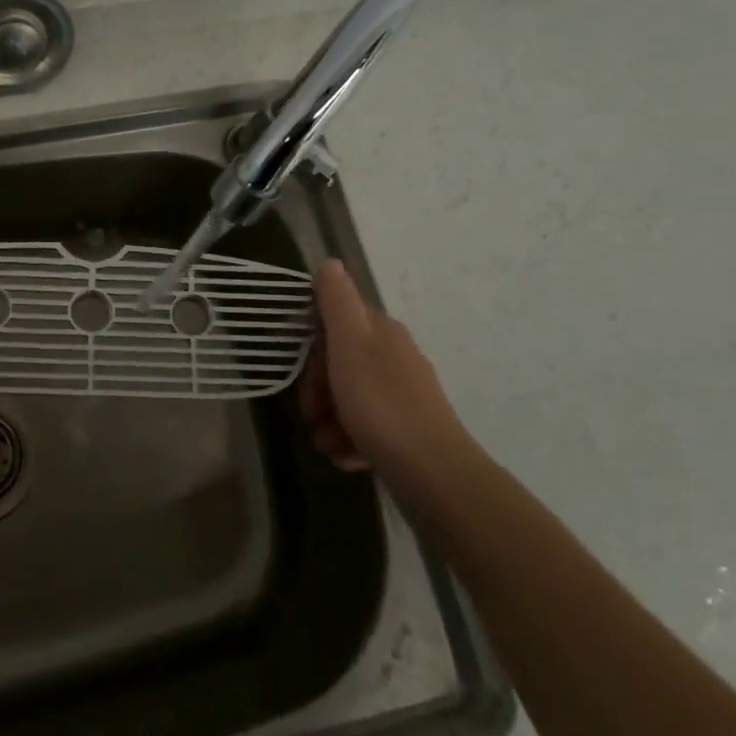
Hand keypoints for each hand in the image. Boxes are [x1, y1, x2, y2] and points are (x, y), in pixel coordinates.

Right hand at [298, 260, 483, 504]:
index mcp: (382, 332)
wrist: (433, 473)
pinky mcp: (407, 430)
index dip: (312, 345)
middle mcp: (395, 357)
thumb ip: (337, 302)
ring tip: (326, 444)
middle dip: (318, 388)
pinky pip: (367, 427)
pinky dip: (351, 440)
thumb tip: (330, 262)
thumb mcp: (350, 345)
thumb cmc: (381, 405)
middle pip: (340, 362)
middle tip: (310, 414)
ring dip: (330, 420)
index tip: (302, 371)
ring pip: (351, 397)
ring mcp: (403, 395)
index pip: (336, 321)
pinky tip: (346, 456)